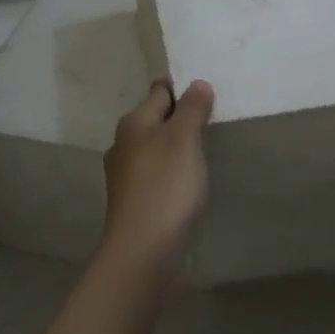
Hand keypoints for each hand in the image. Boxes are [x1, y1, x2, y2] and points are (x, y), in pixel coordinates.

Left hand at [101, 78, 214, 276]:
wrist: (142, 251)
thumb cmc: (166, 186)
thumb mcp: (185, 139)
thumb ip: (192, 109)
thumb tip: (197, 83)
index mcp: (133, 123)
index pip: (159, 91)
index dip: (182, 89)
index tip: (207, 93)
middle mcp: (123, 144)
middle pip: (155, 119)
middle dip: (179, 117)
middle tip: (210, 121)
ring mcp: (124, 174)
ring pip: (154, 147)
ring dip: (174, 146)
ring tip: (202, 151)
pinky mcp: (132, 200)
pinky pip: (155, 173)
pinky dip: (170, 171)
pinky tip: (186, 183)